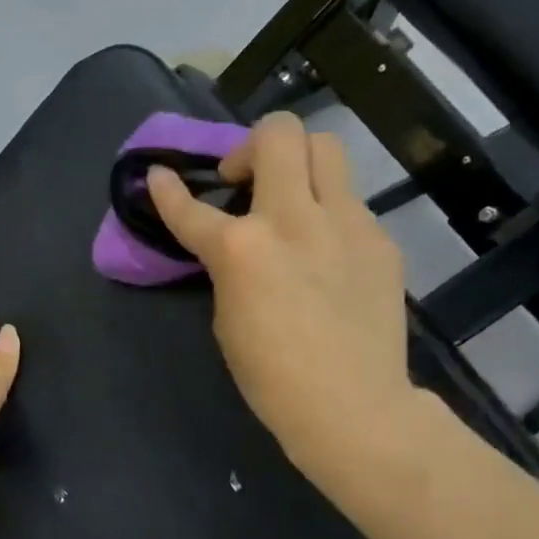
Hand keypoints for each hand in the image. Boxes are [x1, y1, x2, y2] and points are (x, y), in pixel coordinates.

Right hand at [146, 112, 418, 481]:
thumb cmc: (273, 376)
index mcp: (242, 248)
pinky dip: (328, 213)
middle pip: (280, 133)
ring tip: (291, 199)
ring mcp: (346, 223)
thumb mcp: (228, 317)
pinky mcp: (379, 239)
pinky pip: (349, 203)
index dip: (167, 190)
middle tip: (245, 181)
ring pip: (326, 148)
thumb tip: (236, 244)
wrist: (353, 406)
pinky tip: (326, 252)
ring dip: (298, 162)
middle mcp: (294, 219)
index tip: (159, 175)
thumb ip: (230, 267)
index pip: (191, 207)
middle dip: (252, 145)